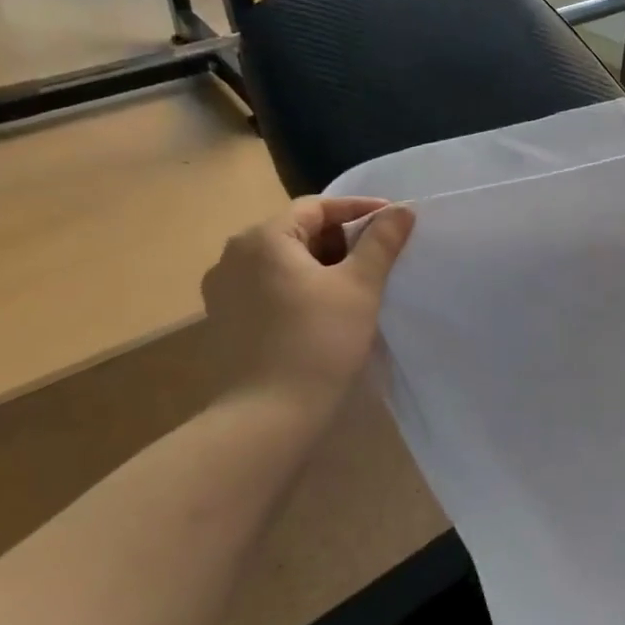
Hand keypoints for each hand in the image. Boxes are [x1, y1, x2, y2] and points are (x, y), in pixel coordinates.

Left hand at [200, 197, 415, 415]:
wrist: (268, 417)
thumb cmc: (319, 341)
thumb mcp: (360, 285)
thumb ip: (382, 241)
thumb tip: (402, 210)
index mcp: (262, 238)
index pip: (316, 207)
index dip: (358, 210)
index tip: (393, 221)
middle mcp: (233, 256)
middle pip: (297, 232)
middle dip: (340, 240)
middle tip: (378, 257)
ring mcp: (222, 291)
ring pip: (282, 262)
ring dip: (321, 265)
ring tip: (356, 285)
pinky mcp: (224, 322)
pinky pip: (268, 288)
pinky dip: (299, 288)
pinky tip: (324, 311)